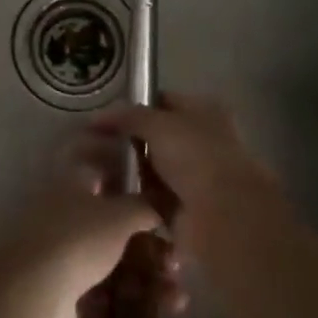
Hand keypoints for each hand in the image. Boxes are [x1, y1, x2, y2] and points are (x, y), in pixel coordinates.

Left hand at [0, 132, 182, 317]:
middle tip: (176, 255)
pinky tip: (166, 311)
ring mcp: (63, 258)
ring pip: (114, 261)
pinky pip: (109, 295)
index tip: (154, 183)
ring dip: (149, 275)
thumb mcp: (120, 214)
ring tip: (177, 294)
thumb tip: (161, 205)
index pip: (99, 166)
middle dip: (148, 239)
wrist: (34, 297)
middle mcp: (65, 217)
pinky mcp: (66, 297)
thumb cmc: (78, 239)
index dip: (125, 171)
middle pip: (112, 222)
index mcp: (72, 185)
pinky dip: (136, 301)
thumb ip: (144, 206)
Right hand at [92, 93, 281, 255]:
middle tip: (94, 145)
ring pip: (153, 169)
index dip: (135, 106)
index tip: (104, 117)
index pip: (163, 101)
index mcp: (203, 112)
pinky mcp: (184, 208)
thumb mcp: (158, 124)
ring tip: (96, 172)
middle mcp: (201, 142)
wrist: (223, 216)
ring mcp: (194, 177)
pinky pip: (152, 198)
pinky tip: (110, 196)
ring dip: (130, 172)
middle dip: (128, 142)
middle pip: (157, 137)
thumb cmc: (195, 157)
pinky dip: (136, 198)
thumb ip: (128, 116)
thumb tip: (98, 116)